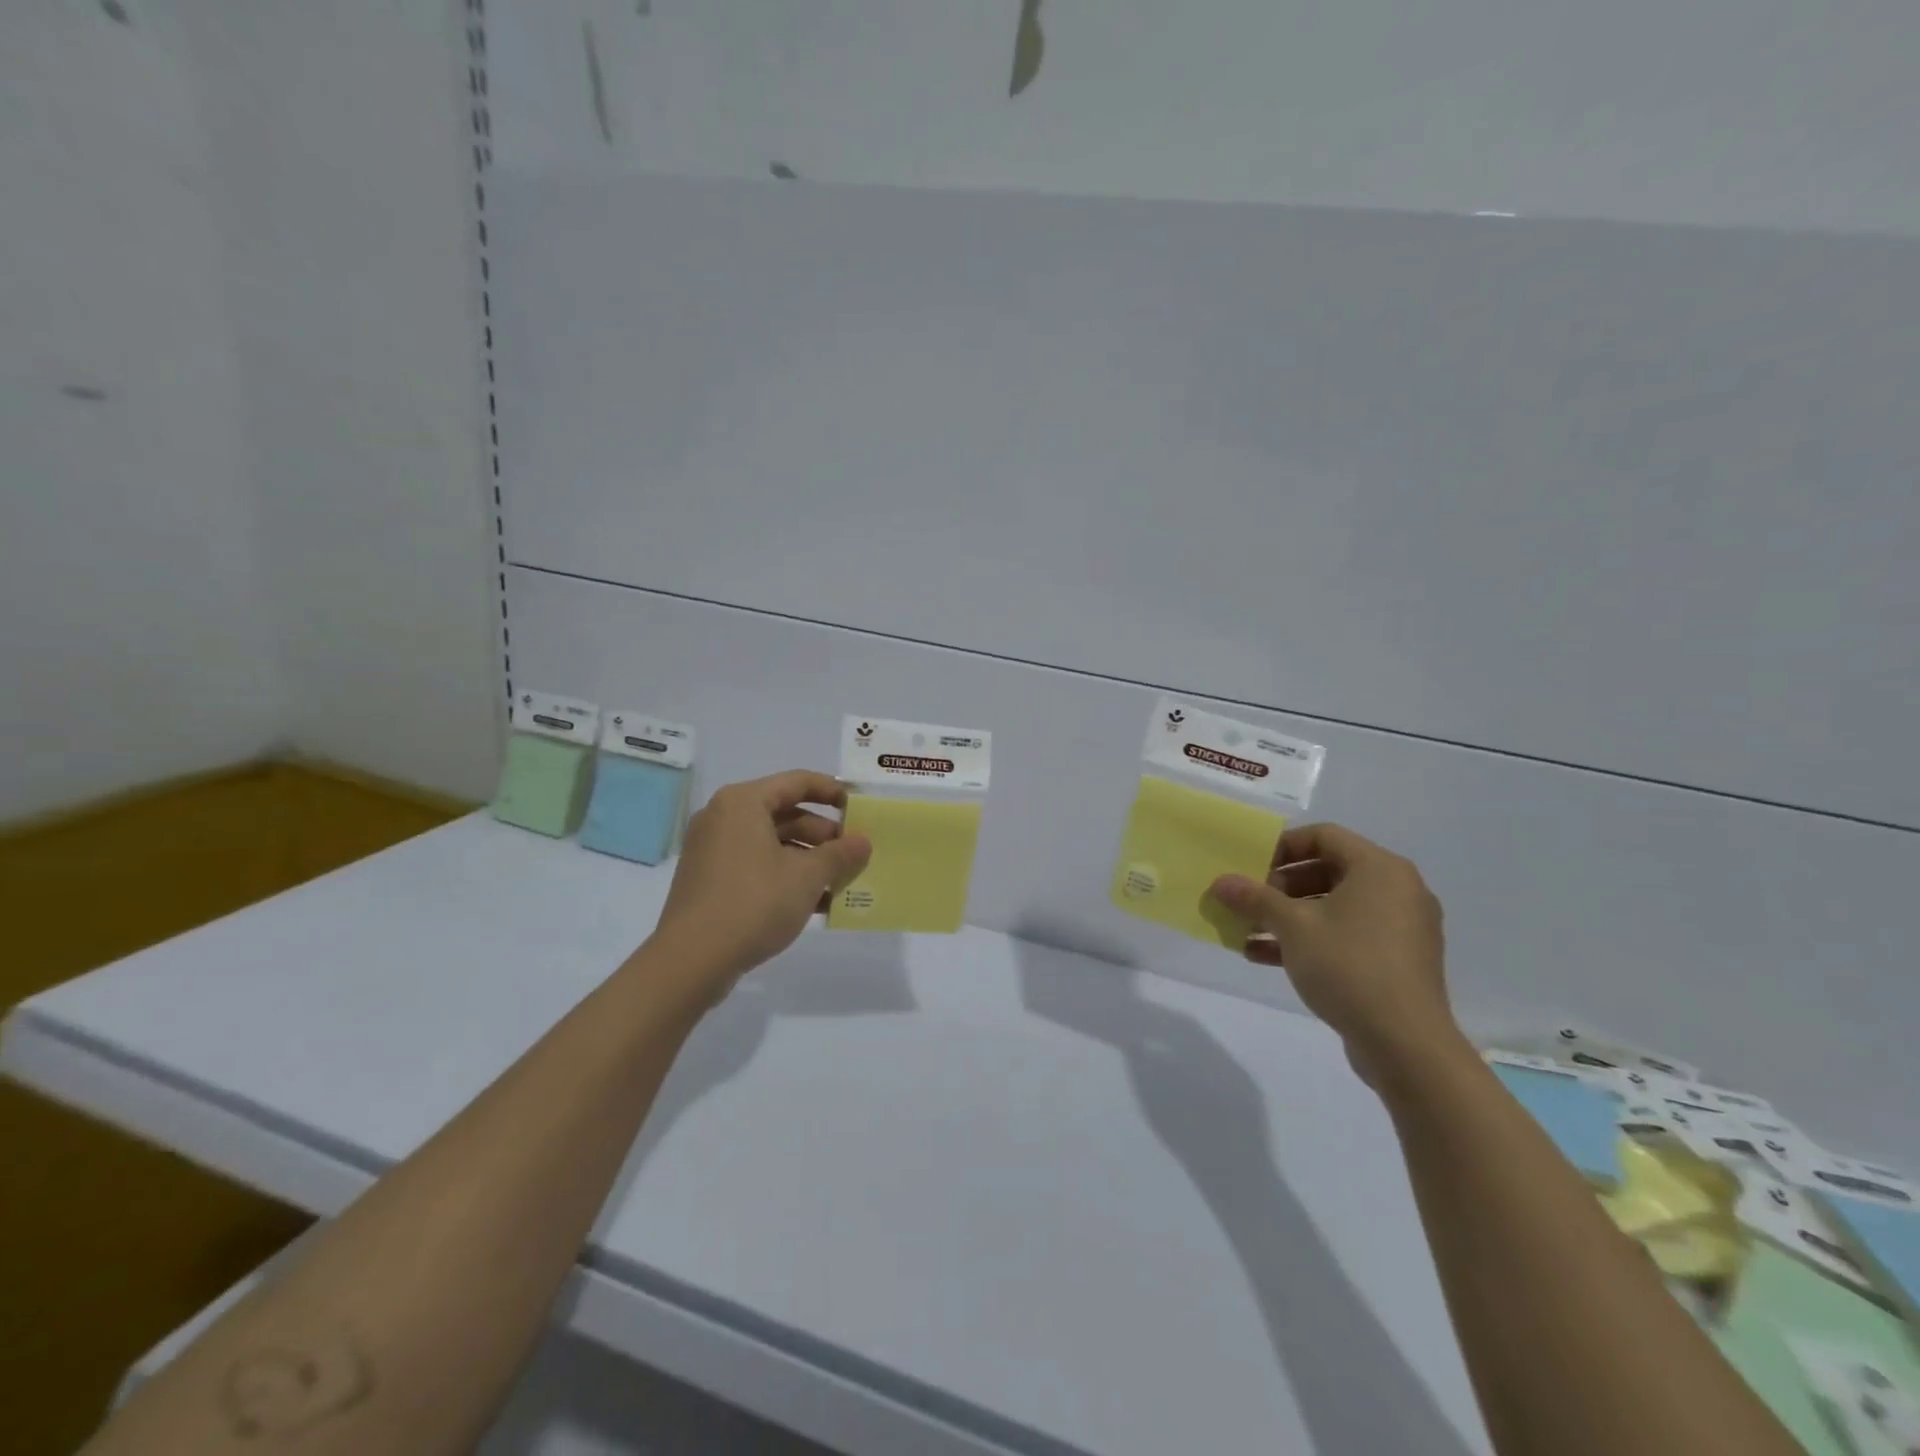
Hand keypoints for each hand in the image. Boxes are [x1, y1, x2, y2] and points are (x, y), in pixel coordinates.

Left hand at [649, 770, 871, 992]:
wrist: (691, 961)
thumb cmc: (754, 902)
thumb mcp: (807, 877)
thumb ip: (840, 854)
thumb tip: (863, 842)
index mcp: (743, 803)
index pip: (797, 782)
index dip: (833, 791)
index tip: (859, 809)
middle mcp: (724, 818)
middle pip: (785, 813)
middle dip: (824, 834)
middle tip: (854, 853)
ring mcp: (713, 850)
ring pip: (772, 843)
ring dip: (809, 859)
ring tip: (841, 881)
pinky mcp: (710, 880)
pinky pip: (756, 865)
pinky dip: (786, 876)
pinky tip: (817, 903)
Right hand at [1209, 823, 1459, 1081]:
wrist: (1405, 1044)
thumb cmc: (1349, 966)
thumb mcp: (1293, 926)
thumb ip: (1255, 898)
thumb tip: (1220, 882)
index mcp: (1380, 869)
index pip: (1323, 836)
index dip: (1282, 846)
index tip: (1250, 866)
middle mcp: (1396, 890)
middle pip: (1327, 871)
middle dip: (1280, 886)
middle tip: (1248, 901)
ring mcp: (1400, 928)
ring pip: (1333, 907)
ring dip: (1288, 916)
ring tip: (1247, 931)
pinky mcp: (1395, 962)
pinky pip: (1346, 936)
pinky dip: (1309, 940)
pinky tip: (1265, 956)